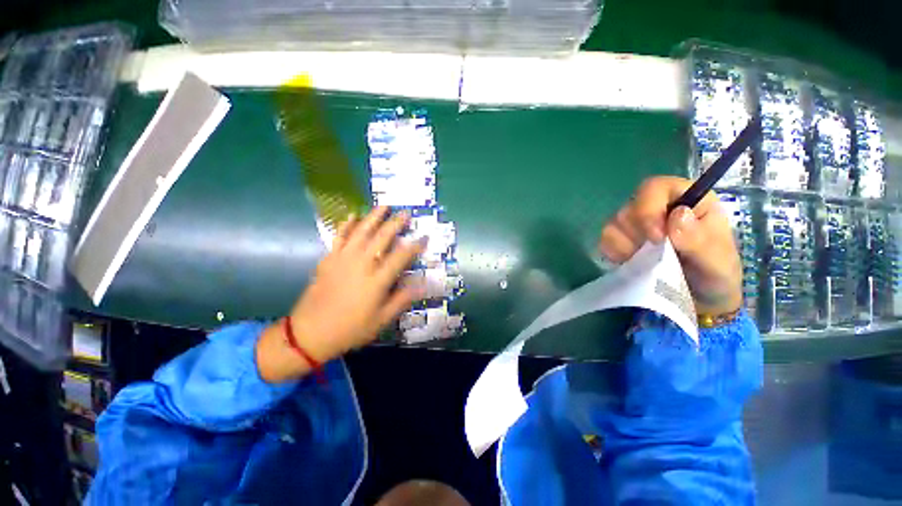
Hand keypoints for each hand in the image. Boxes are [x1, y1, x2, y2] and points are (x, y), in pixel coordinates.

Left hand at [257, 207, 425, 382]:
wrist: (309, 333)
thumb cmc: (350, 328)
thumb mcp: (381, 320)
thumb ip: (402, 299)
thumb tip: (423, 285)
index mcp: (377, 280)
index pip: (401, 256)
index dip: (415, 245)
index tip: (424, 237)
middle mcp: (362, 264)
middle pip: (382, 238)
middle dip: (396, 223)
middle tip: (405, 213)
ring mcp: (343, 259)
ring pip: (361, 231)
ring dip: (373, 217)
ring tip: (384, 206)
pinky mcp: (329, 259)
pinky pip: (339, 237)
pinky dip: (346, 225)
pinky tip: (352, 216)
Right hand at [598, 176, 741, 316]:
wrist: (701, 303)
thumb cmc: (716, 278)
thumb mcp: (719, 264)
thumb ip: (701, 241)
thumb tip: (676, 216)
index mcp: (687, 202)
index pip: (655, 188)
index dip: (648, 208)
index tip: (655, 238)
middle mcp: (658, 209)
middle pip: (629, 208)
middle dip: (636, 234)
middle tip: (650, 255)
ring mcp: (637, 226)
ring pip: (613, 224)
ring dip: (624, 245)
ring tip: (641, 261)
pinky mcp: (622, 242)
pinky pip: (605, 240)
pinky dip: (612, 252)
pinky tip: (627, 263)